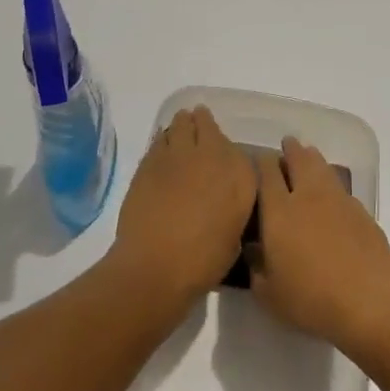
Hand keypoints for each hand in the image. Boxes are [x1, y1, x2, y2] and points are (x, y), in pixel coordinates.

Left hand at [109, 106, 257, 311]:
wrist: (155, 266)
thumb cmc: (203, 262)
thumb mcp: (234, 238)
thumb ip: (232, 209)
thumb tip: (223, 201)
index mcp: (239, 176)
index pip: (238, 149)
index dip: (228, 151)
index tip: (224, 154)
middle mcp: (212, 156)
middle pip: (207, 125)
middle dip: (204, 124)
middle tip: (200, 126)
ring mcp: (178, 154)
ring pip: (180, 125)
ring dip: (183, 125)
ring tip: (182, 127)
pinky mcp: (150, 160)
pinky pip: (159, 139)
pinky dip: (163, 140)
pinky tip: (163, 146)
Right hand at [251, 136, 389, 354]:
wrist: (368, 302)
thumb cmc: (310, 298)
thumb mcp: (268, 293)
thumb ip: (256, 267)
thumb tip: (253, 249)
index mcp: (279, 210)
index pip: (266, 172)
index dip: (260, 161)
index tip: (257, 161)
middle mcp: (308, 195)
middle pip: (298, 158)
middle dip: (290, 149)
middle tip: (286, 147)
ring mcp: (338, 200)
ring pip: (323, 167)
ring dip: (313, 159)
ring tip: (308, 157)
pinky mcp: (362, 211)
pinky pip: (342, 189)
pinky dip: (332, 186)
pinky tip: (332, 198)